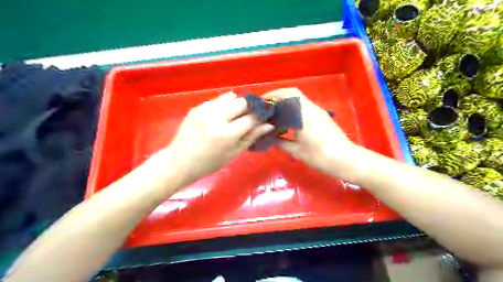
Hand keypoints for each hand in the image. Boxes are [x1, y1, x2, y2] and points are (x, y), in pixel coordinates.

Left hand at [165, 91, 274, 181]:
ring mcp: (204, 111)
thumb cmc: (209, 163)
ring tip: (234, 116)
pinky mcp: (196, 108)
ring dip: (236, 104)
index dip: (260, 116)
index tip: (264, 117)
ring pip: (229, 97)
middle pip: (241, 102)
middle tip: (249, 116)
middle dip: (249, 108)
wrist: (180, 162)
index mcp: (226, 134)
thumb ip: (251, 137)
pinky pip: (216, 100)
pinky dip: (223, 106)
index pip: (251, 118)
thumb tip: (269, 125)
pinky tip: (221, 116)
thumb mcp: (233, 154)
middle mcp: (216, 118)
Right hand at [264, 87, 359, 178]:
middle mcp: (311, 108)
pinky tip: (289, 119)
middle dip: (279, 95)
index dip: (273, 95)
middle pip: (293, 93)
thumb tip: (269, 137)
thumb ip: (280, 143)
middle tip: (267, 105)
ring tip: (275, 112)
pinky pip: (305, 106)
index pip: (286, 95)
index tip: (261, 102)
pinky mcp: (322, 116)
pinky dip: (294, 107)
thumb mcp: (296, 151)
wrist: (345, 159)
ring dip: (287, 101)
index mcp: (303, 114)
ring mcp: (318, 111)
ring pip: (300, 99)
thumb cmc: (319, 156)